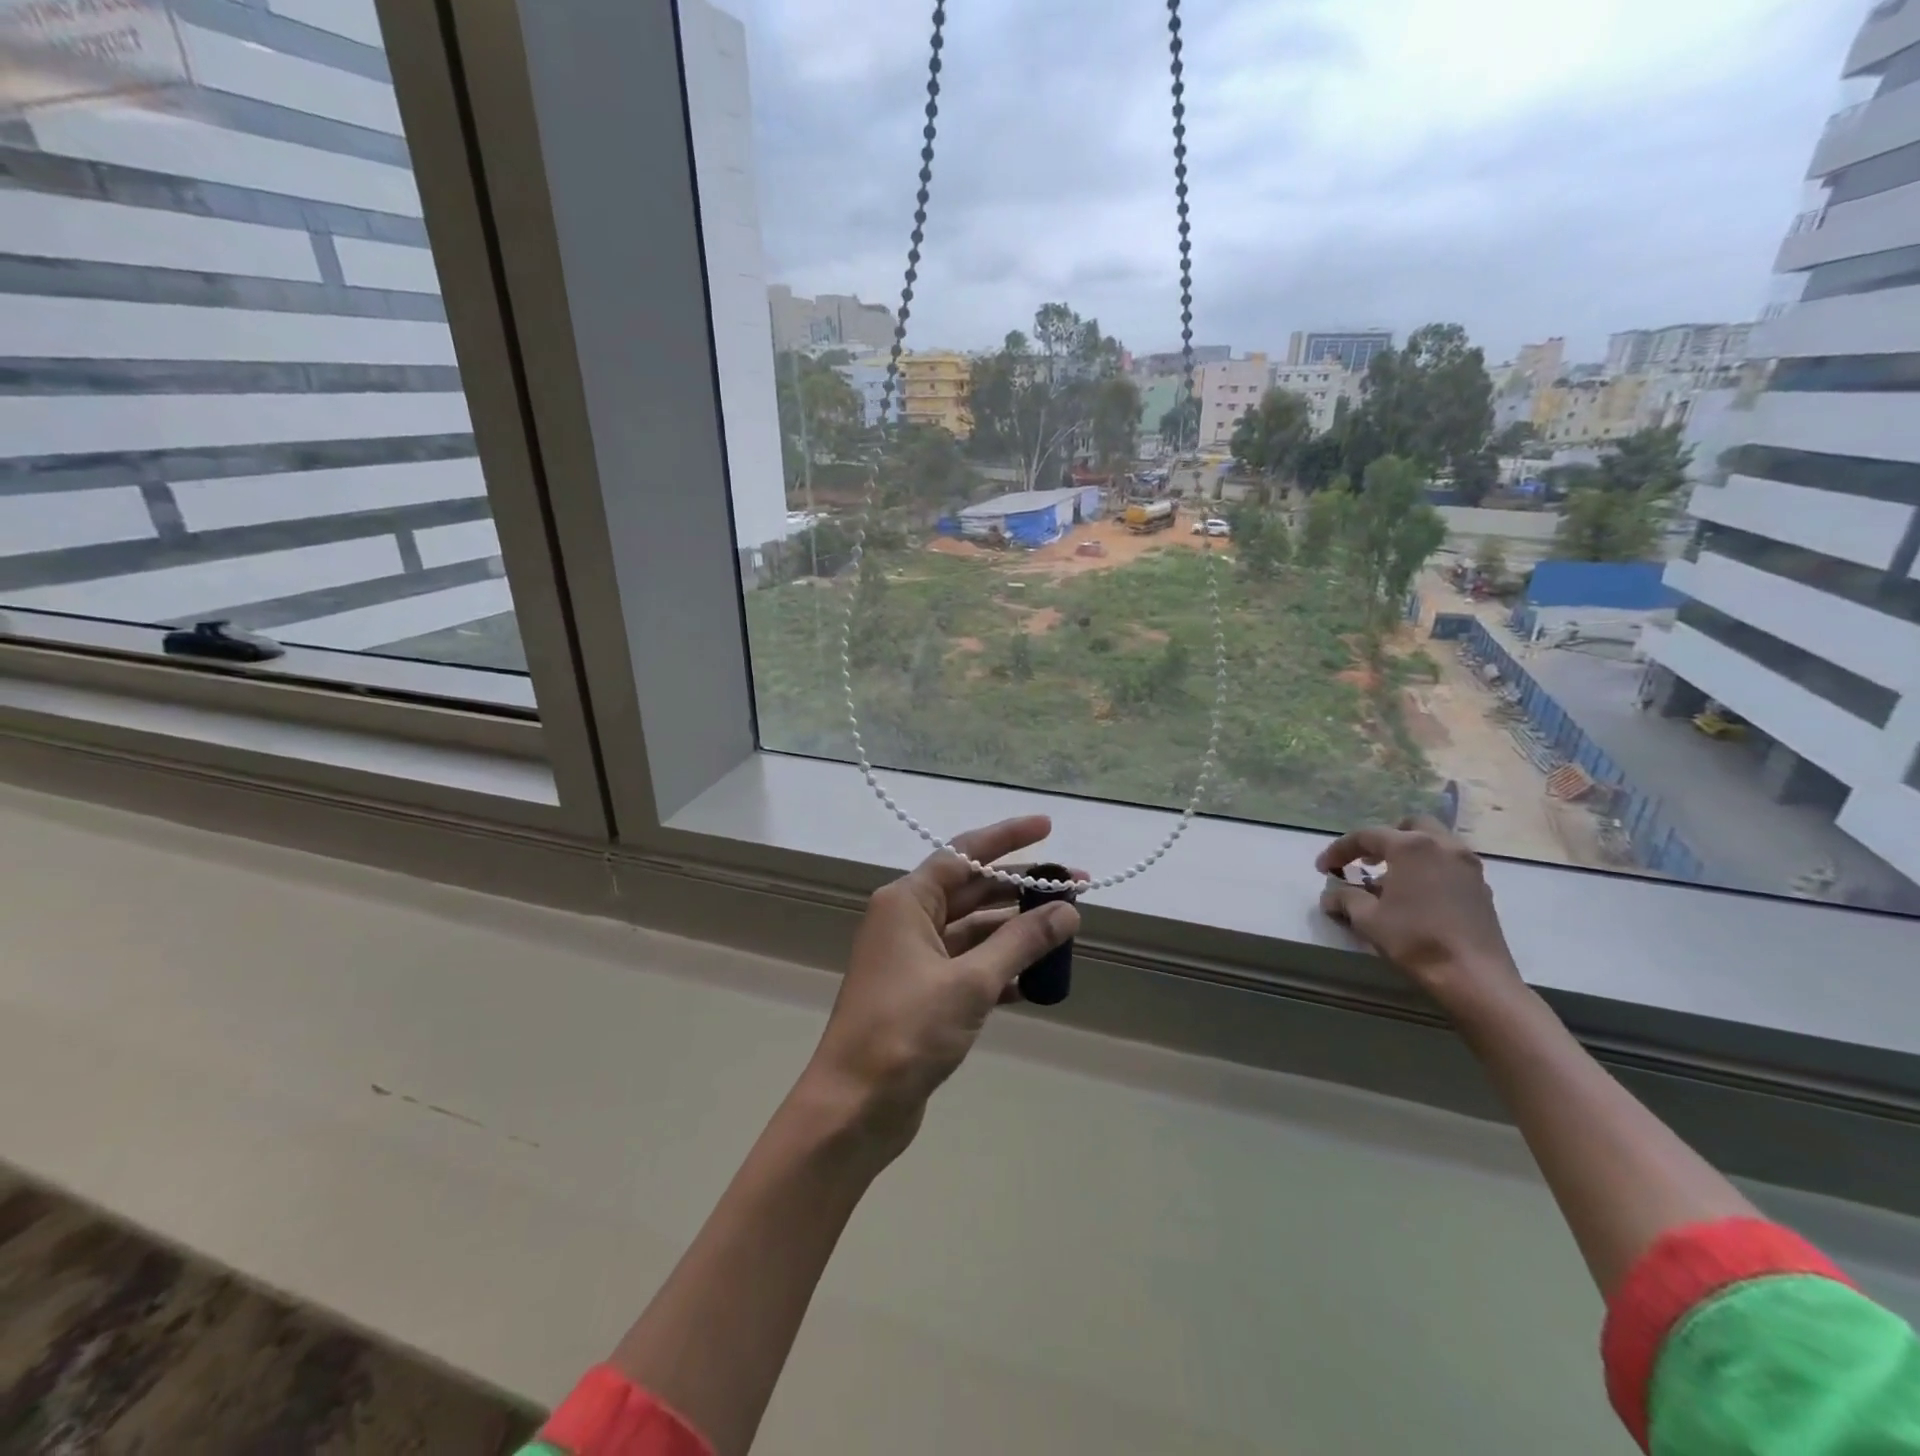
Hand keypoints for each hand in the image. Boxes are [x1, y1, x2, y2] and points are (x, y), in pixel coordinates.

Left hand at [802, 816, 1080, 1156]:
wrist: (855, 1107)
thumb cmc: (907, 1031)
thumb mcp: (971, 982)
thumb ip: (1021, 942)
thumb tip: (1067, 911)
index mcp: (907, 902)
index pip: (963, 854)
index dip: (1007, 838)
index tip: (1048, 829)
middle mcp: (906, 921)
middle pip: (971, 890)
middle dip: (1021, 888)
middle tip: (1075, 887)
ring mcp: (913, 959)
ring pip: (973, 931)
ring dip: (1014, 931)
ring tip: (1065, 931)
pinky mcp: (922, 994)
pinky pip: (968, 966)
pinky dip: (1000, 969)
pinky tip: (1035, 980)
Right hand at [1316, 816, 1524, 1013]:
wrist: (1474, 976)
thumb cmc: (1415, 939)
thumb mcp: (1367, 919)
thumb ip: (1345, 899)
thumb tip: (1331, 895)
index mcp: (1411, 847)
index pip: (1366, 836)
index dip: (1339, 850)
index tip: (1323, 868)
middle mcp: (1442, 846)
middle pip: (1409, 827)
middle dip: (1384, 840)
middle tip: (1366, 862)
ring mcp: (1467, 865)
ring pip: (1434, 843)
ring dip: (1409, 854)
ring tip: (1391, 880)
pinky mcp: (1481, 887)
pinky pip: (1449, 864)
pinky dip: (1430, 869)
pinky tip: (1418, 897)